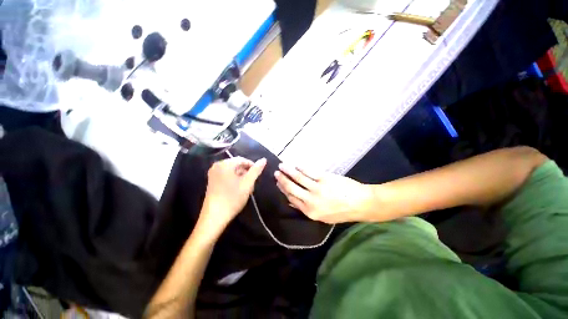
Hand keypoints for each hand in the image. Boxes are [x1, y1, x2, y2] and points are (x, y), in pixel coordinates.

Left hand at [200, 157, 266, 231]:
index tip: (258, 175)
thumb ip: (256, 170)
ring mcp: (213, 174)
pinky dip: (234, 180)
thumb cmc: (232, 198)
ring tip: (247, 188)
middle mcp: (217, 166)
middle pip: (237, 165)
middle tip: (252, 183)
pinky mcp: (212, 181)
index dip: (252, 166)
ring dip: (241, 177)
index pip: (242, 160)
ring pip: (232, 171)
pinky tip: (238, 190)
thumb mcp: (247, 183)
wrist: (214, 217)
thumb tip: (264, 159)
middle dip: (246, 173)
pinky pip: (226, 176)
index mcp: (225, 164)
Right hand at [275, 163, 374, 223]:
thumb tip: (291, 201)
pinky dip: (301, 167)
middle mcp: (311, 201)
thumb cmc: (342, 211)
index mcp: (310, 212)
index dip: (283, 190)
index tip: (278, 184)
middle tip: (276, 173)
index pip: (291, 199)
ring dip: (288, 170)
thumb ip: (306, 209)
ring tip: (282, 165)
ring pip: (298, 178)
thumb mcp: (323, 216)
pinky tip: (297, 164)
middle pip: (292, 188)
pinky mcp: (324, 178)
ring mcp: (317, 189)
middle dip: (282, 180)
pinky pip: (309, 171)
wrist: (361, 204)